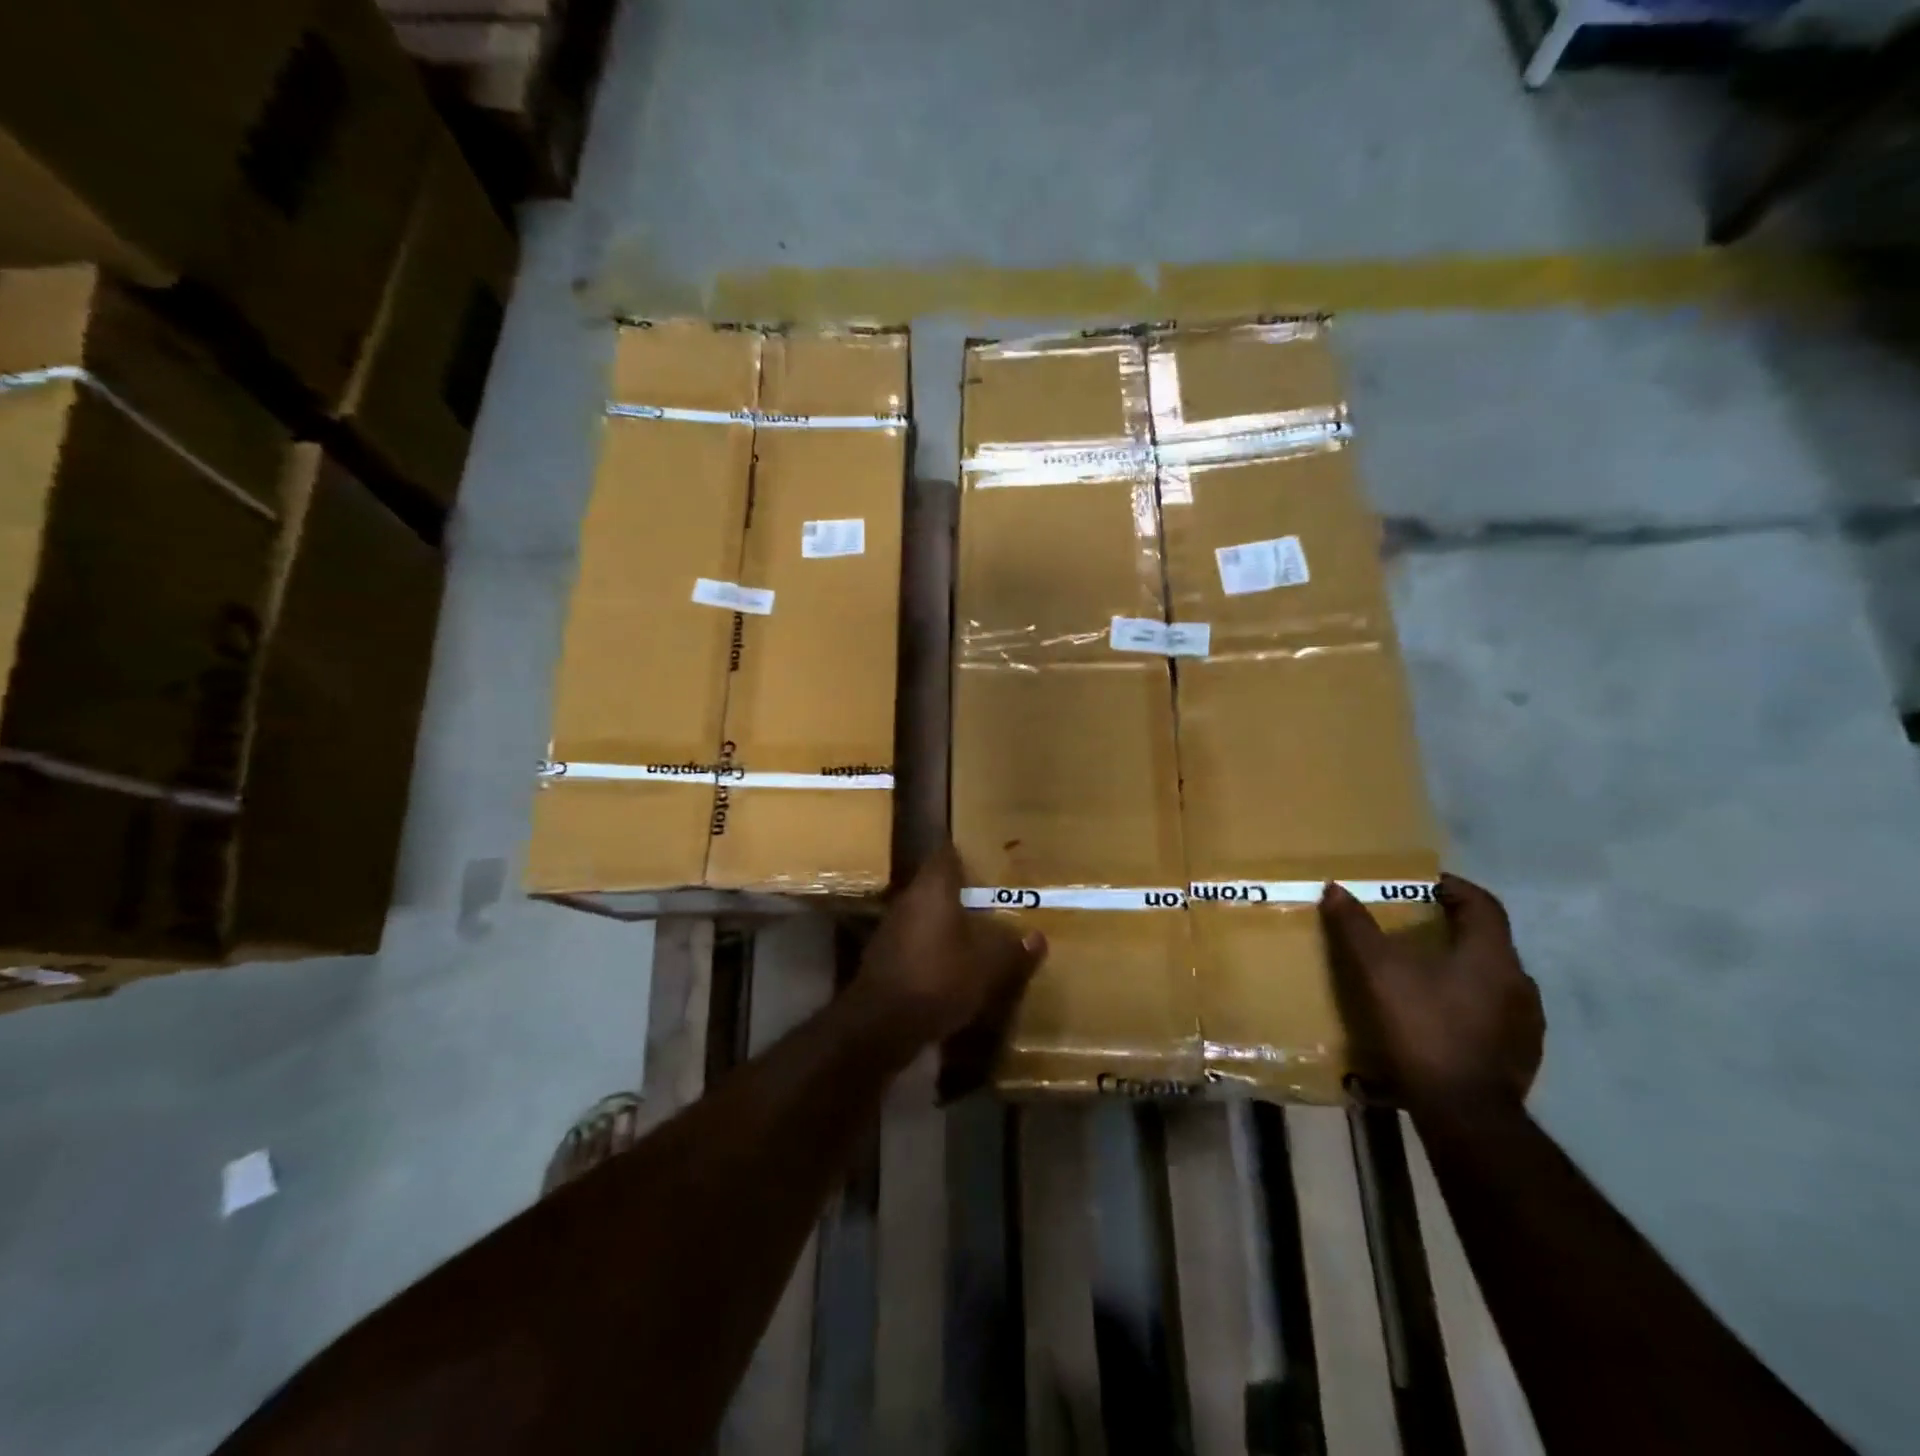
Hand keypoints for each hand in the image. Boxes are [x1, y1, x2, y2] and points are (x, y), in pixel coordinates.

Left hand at [856, 844, 1047, 1054]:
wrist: (881, 1024)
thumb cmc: (939, 979)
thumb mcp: (988, 967)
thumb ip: (1013, 949)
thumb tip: (1037, 938)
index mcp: (933, 888)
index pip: (947, 854)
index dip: (967, 855)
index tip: (988, 861)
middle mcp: (908, 899)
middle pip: (936, 885)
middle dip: (962, 892)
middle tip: (991, 900)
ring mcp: (891, 927)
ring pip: (925, 913)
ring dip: (947, 921)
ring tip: (976, 933)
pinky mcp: (884, 956)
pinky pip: (915, 940)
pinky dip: (933, 946)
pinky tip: (951, 964)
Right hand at [1320, 873, 1543, 1109]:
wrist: (1464, 1111)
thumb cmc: (1423, 1027)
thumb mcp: (1378, 972)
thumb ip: (1356, 928)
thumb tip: (1336, 889)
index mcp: (1492, 955)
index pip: (1482, 903)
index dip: (1452, 887)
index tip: (1421, 886)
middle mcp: (1519, 982)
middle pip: (1487, 940)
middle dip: (1450, 928)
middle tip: (1411, 929)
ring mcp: (1526, 1022)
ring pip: (1492, 978)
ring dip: (1461, 968)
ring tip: (1422, 975)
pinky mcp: (1521, 1054)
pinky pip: (1494, 1013)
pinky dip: (1468, 1003)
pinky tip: (1439, 1017)